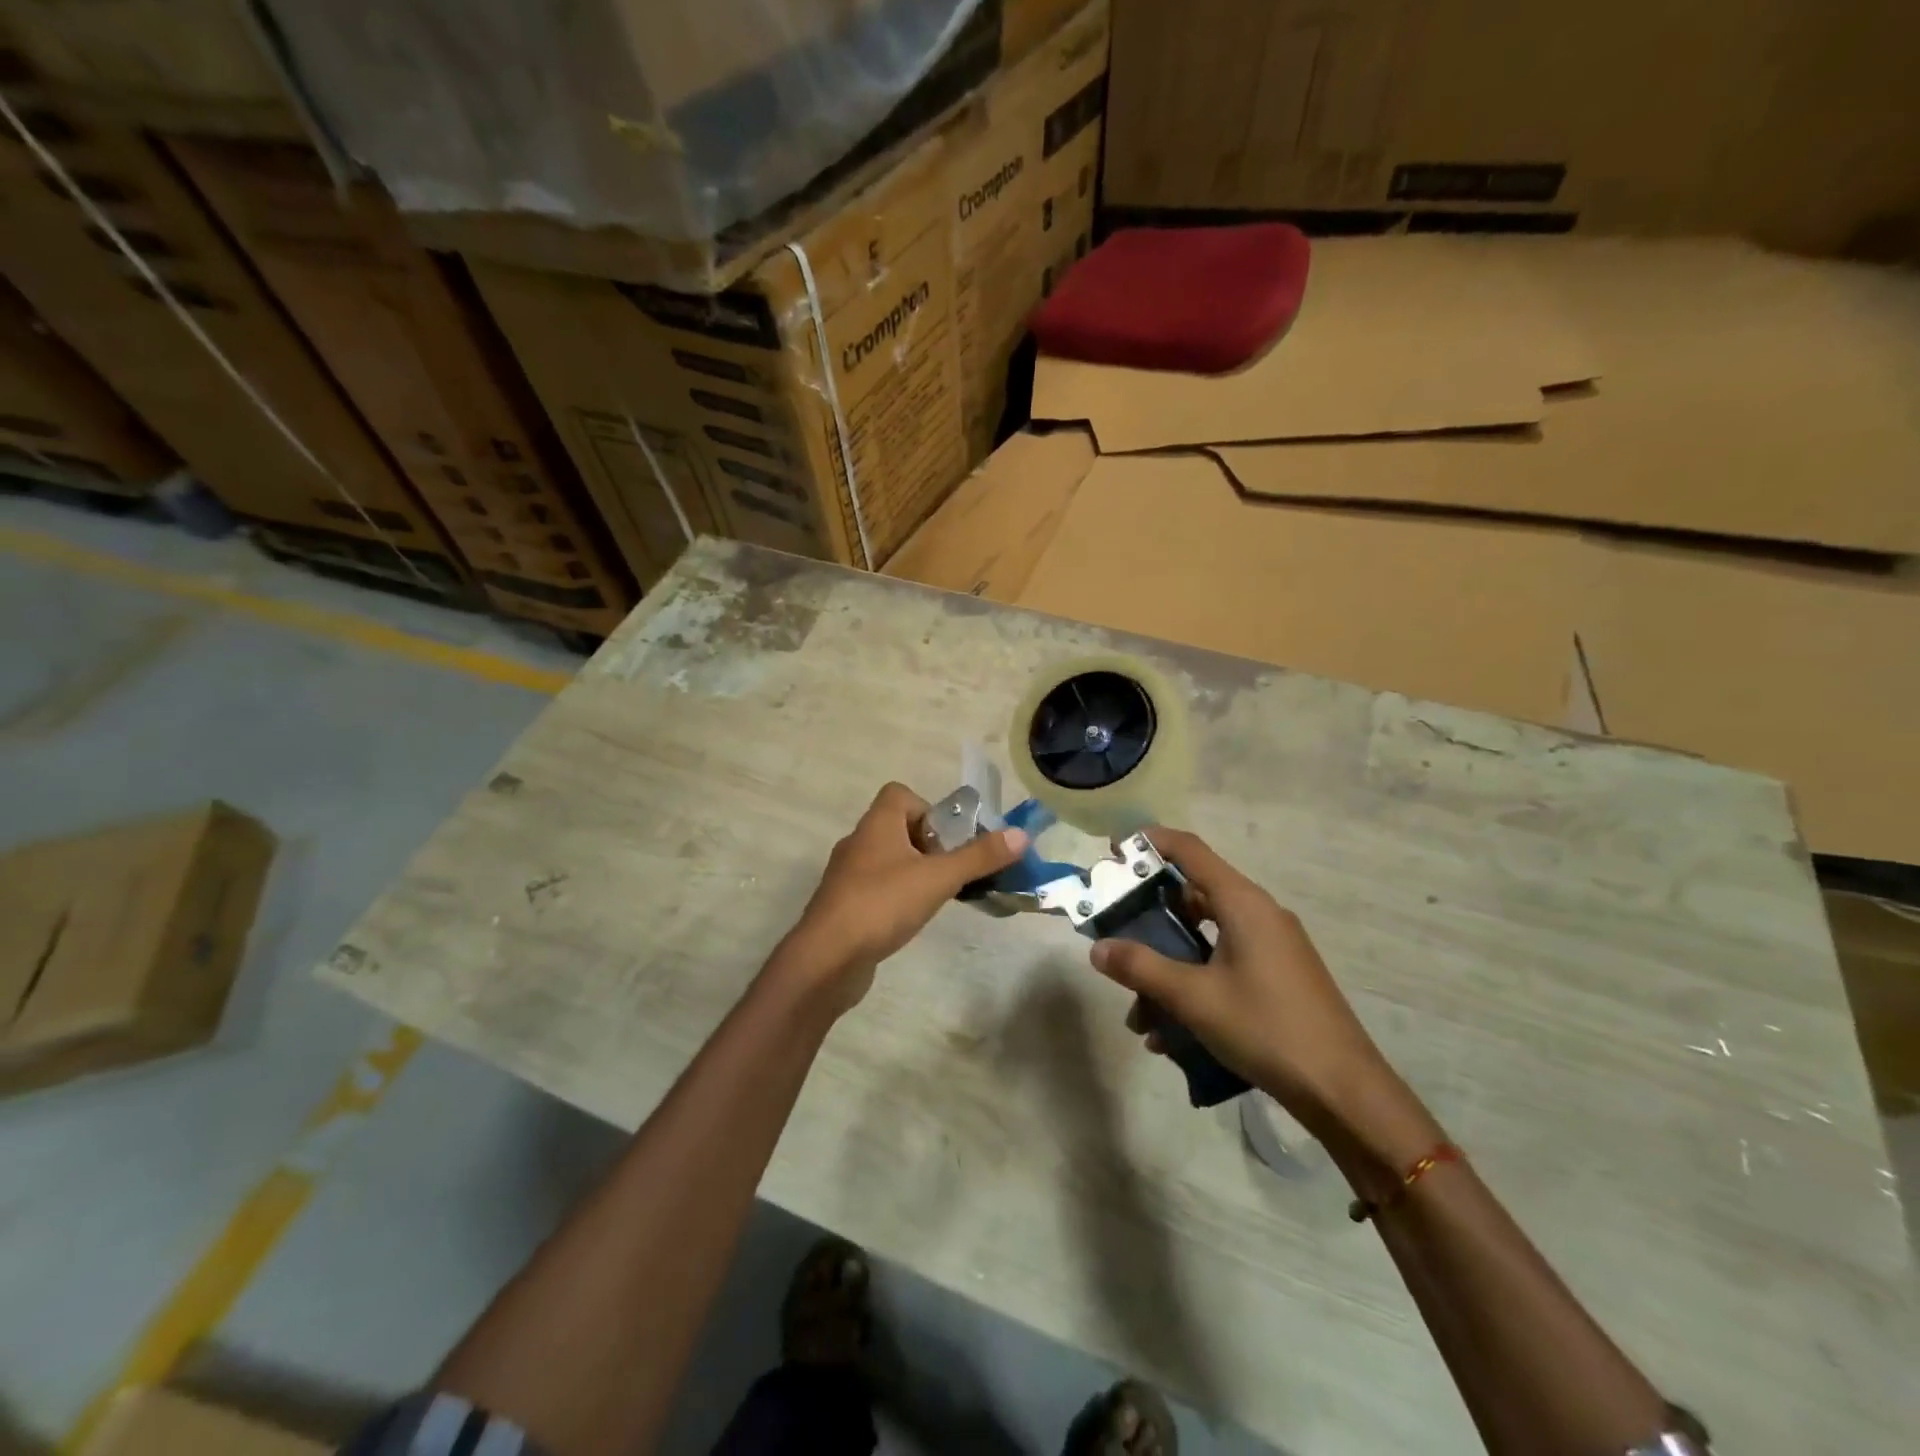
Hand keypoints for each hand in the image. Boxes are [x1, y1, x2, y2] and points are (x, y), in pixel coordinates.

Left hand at [773, 783, 1027, 1014]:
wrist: (826, 959)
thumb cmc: (882, 904)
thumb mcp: (938, 878)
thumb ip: (979, 857)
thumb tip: (1021, 834)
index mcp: (877, 824)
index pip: (899, 794)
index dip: (928, 809)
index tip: (948, 839)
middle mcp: (858, 842)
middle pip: (897, 827)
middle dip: (928, 846)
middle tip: (949, 871)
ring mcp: (847, 876)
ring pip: (887, 860)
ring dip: (913, 872)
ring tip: (936, 897)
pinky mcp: (843, 906)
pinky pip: (876, 889)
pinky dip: (895, 897)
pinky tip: (908, 920)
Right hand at [1088, 827, 1388, 1125]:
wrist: (1344, 1092)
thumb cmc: (1266, 1028)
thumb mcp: (1194, 998)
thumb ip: (1141, 967)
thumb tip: (1097, 948)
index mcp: (1242, 903)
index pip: (1188, 850)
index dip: (1148, 842)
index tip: (1112, 851)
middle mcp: (1258, 915)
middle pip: (1191, 896)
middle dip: (1148, 920)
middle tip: (1114, 937)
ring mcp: (1271, 947)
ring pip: (1203, 939)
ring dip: (1166, 968)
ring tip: (1140, 1016)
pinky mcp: (1277, 977)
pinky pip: (1222, 966)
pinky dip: (1192, 987)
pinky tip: (1170, 1036)